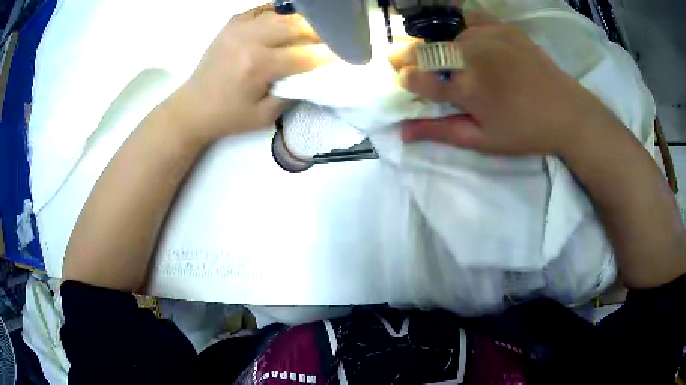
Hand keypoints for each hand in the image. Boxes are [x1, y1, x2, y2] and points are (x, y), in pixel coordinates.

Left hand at [169, 5, 335, 144]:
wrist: (192, 107)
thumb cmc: (228, 116)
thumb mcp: (265, 116)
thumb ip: (293, 93)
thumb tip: (315, 75)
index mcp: (257, 65)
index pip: (304, 54)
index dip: (327, 55)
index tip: (343, 56)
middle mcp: (249, 39)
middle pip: (296, 25)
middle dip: (319, 32)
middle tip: (330, 40)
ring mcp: (238, 28)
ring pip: (281, 14)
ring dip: (301, 21)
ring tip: (311, 31)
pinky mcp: (231, 24)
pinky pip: (262, 10)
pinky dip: (279, 13)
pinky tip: (285, 22)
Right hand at [398, 13, 616, 155]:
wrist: (566, 111)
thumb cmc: (525, 131)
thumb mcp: (484, 140)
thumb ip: (442, 132)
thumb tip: (403, 133)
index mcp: (467, 90)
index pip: (420, 79)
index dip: (406, 78)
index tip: (402, 77)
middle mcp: (472, 57)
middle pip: (427, 50)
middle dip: (408, 54)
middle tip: (400, 56)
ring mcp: (488, 38)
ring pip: (450, 35)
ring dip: (442, 44)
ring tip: (447, 54)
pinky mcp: (503, 27)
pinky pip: (473, 18)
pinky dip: (465, 25)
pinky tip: (468, 34)